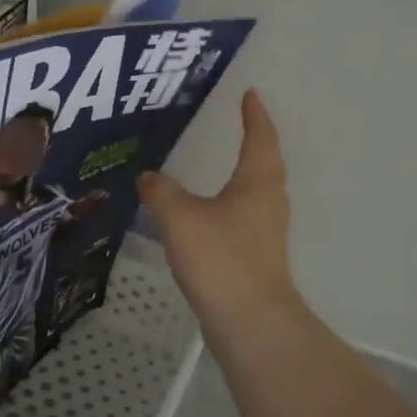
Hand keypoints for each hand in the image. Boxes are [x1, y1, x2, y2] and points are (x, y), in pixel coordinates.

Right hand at [138, 90, 297, 339]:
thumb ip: (161, 192)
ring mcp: (265, 231)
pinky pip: (243, 215)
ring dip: (244, 172)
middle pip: (265, 162)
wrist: (250, 322)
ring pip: (255, 191)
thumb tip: (149, 176)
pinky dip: (230, 202)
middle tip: (239, 121)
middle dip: (254, 140)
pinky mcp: (255, 255)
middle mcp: (268, 202)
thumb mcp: (181, 218)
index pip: (259, 138)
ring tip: (222, 161)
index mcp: (257, 183)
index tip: (250, 94)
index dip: (254, 115)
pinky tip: (210, 211)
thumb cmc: (221, 259)